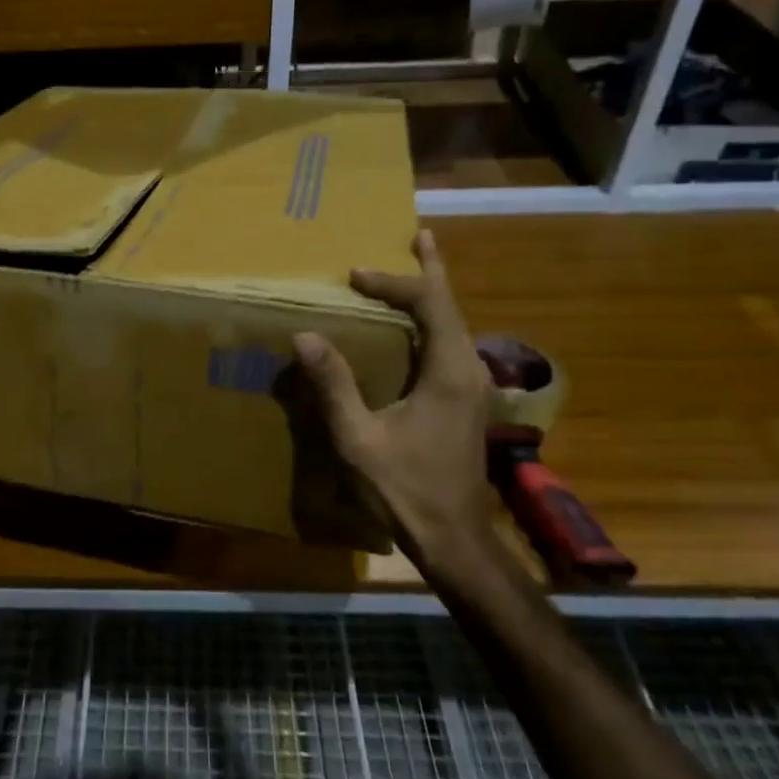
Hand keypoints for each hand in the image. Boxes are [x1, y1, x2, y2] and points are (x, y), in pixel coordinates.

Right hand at [293, 230, 496, 573]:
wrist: (454, 539)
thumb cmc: (405, 489)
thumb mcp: (359, 438)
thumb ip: (334, 385)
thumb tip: (306, 335)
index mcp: (449, 371)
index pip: (429, 304)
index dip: (393, 282)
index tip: (354, 275)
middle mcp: (469, 370)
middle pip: (452, 306)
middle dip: (430, 272)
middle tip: (416, 238)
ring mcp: (473, 387)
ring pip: (455, 325)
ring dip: (434, 296)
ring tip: (418, 269)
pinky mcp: (466, 402)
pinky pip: (451, 345)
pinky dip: (434, 321)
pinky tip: (418, 327)